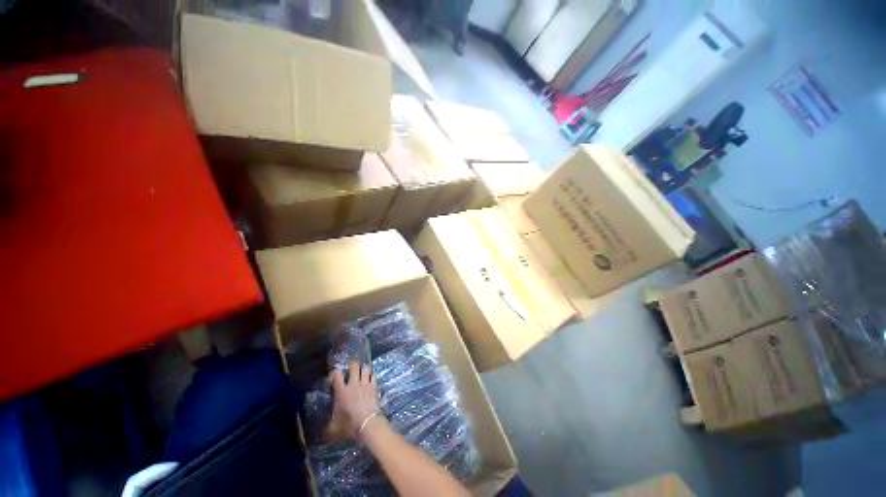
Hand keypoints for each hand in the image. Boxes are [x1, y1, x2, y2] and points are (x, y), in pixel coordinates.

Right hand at [323, 361, 381, 440]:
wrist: (368, 423)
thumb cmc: (349, 425)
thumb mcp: (333, 430)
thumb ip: (326, 430)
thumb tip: (319, 436)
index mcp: (341, 391)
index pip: (336, 376)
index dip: (335, 373)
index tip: (334, 374)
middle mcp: (353, 384)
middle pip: (354, 366)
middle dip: (353, 364)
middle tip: (352, 366)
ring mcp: (365, 384)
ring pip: (366, 368)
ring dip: (364, 368)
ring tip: (363, 370)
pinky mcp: (374, 386)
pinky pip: (374, 376)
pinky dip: (372, 375)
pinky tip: (371, 378)